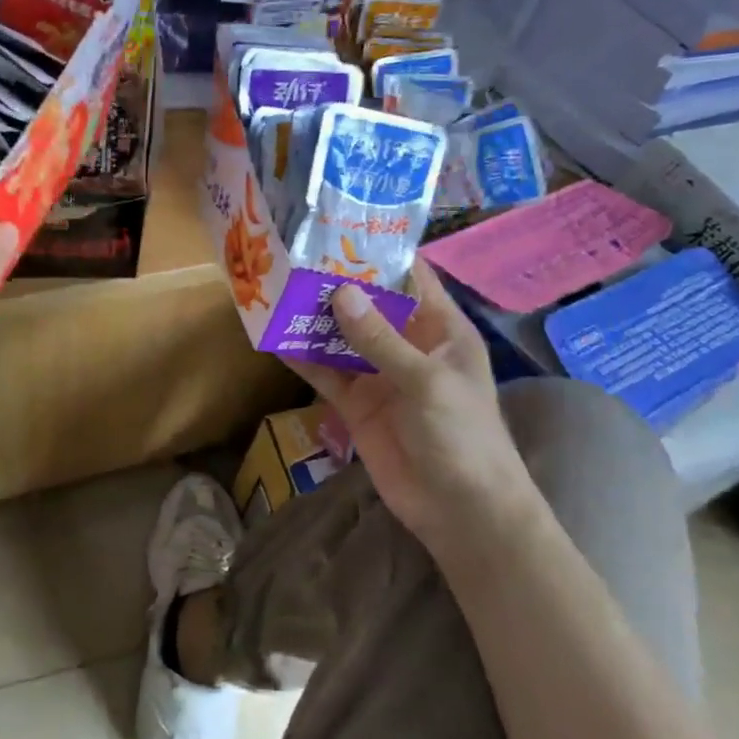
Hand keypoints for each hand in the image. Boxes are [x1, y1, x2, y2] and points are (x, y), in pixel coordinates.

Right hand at [291, 261, 543, 558]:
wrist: (461, 512)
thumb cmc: (462, 435)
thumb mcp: (425, 381)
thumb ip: (380, 339)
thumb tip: (339, 293)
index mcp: (440, 328)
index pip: (410, 277)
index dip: (379, 252)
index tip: (339, 226)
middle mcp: (408, 344)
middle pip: (368, 303)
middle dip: (335, 282)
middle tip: (293, 254)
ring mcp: (380, 374)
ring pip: (341, 336)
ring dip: (314, 318)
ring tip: (276, 289)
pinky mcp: (357, 404)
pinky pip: (326, 373)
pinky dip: (303, 359)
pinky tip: (276, 339)